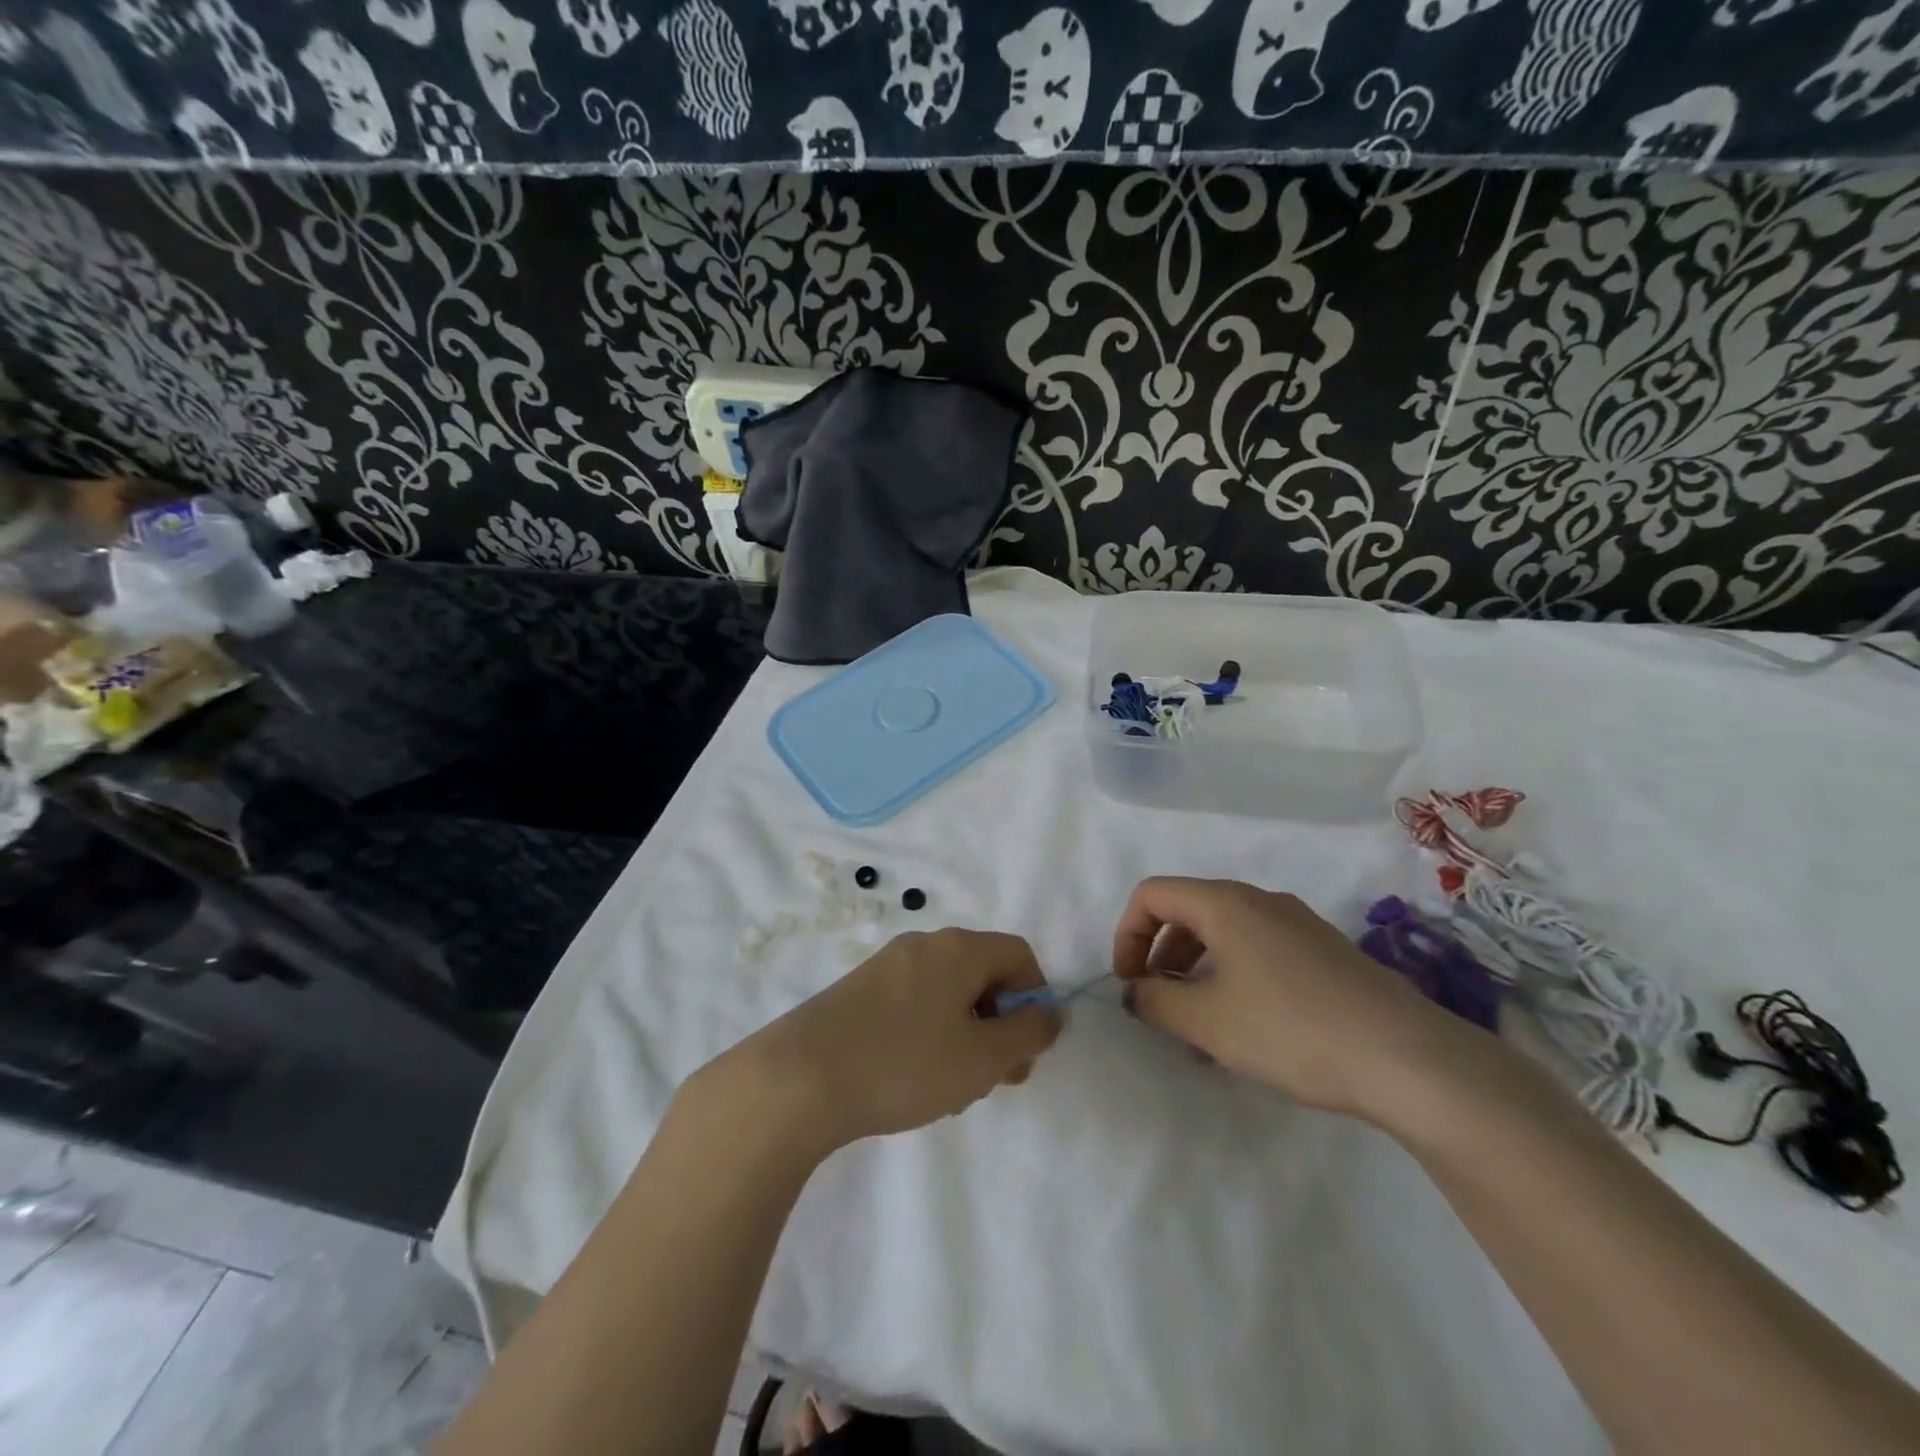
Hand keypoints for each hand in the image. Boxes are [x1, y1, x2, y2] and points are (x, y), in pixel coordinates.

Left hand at [723, 929, 1061, 1149]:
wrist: (798, 1078)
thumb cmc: (904, 1064)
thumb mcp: (981, 1058)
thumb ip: (1027, 1034)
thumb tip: (1049, 1014)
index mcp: (958, 948)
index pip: (1019, 954)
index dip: (1034, 999)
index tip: (1024, 1050)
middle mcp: (923, 944)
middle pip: (982, 973)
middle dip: (998, 1025)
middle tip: (993, 1079)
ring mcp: (886, 965)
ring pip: (948, 993)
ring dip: (964, 1036)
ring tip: (950, 1090)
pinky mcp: (858, 991)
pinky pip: (913, 1003)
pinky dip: (928, 1035)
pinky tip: (911, 1081)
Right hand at [1112, 877, 1470, 1121]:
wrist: (1408, 1059)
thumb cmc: (1291, 1029)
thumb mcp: (1207, 1022)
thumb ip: (1155, 1000)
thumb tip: (1136, 990)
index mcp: (1225, 903)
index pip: (1152, 894)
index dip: (1126, 934)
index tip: (1129, 983)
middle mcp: (1260, 901)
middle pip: (1187, 913)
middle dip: (1160, 957)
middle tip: (1159, 1007)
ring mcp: (1298, 925)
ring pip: (1224, 937)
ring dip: (1196, 975)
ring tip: (1197, 1033)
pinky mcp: (1324, 954)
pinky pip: (1258, 954)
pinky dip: (1233, 981)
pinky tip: (1244, 1033)